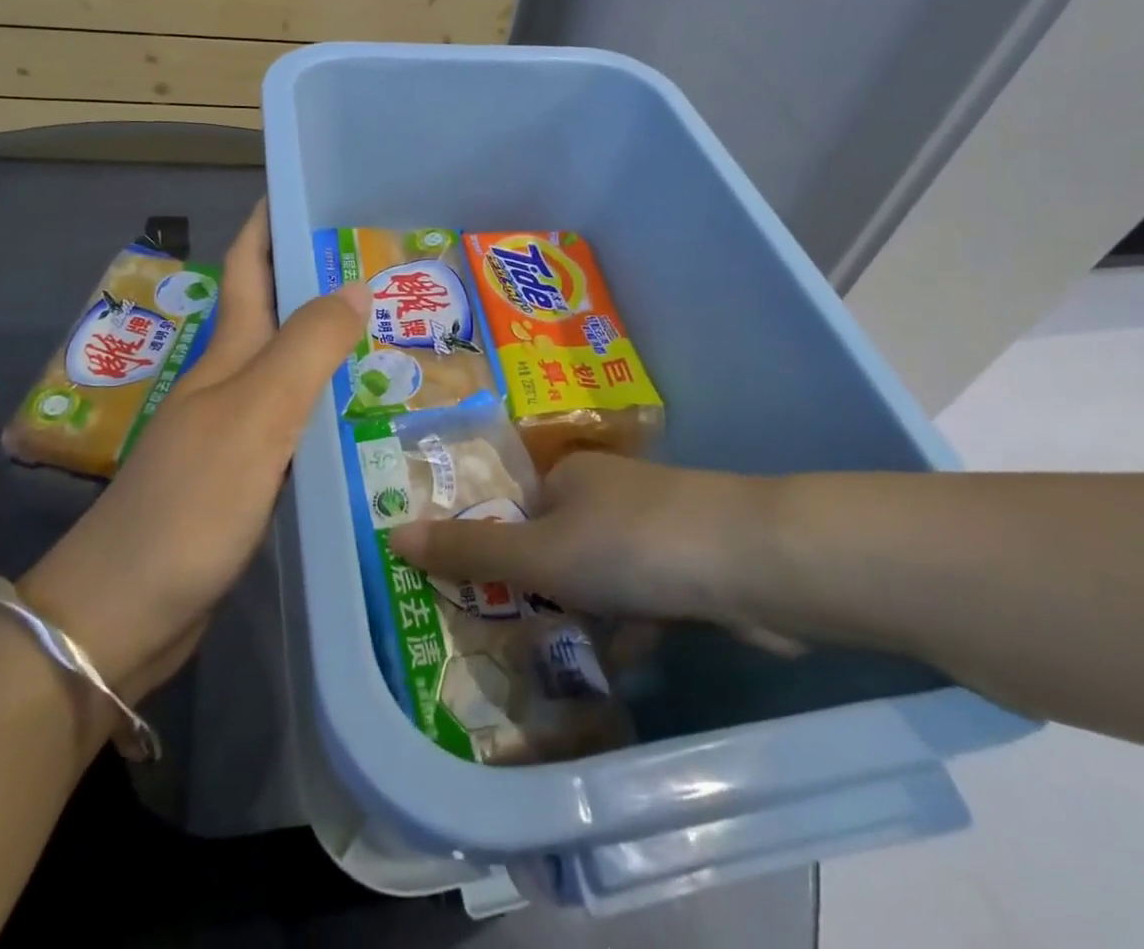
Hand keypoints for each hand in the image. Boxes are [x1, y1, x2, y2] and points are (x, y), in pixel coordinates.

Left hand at [20, 200, 366, 699]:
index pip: (251, 265)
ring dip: (334, 344)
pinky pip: (300, 424)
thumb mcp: (256, 414)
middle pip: (280, 314)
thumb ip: (307, 347)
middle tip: (390, 265)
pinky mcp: (249, 478)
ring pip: (294, 370)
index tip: (316, 189)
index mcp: (229, 354)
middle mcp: (232, 383)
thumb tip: (355, 282)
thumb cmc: (190, 502)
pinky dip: (333, 407)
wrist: (123, 614)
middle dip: (323, 279)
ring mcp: (238, 432)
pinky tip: (367, 415)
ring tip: (395, 331)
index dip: (273, 221)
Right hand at [390, 451, 800, 651]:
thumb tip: (391, 533)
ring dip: (582, 618)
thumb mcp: (538, 551)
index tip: (476, 602)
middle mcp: (608, 494)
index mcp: (569, 476)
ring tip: (551, 667)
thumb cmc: (629, 545)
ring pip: (599, 579)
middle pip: (556, 548)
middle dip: (537, 595)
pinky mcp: (687, 570)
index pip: (515, 512)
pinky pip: (641, 602)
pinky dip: (628, 630)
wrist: (752, 562)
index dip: (493, 554)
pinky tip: (617, 665)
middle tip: (508, 644)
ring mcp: (652, 531)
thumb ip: (469, 549)